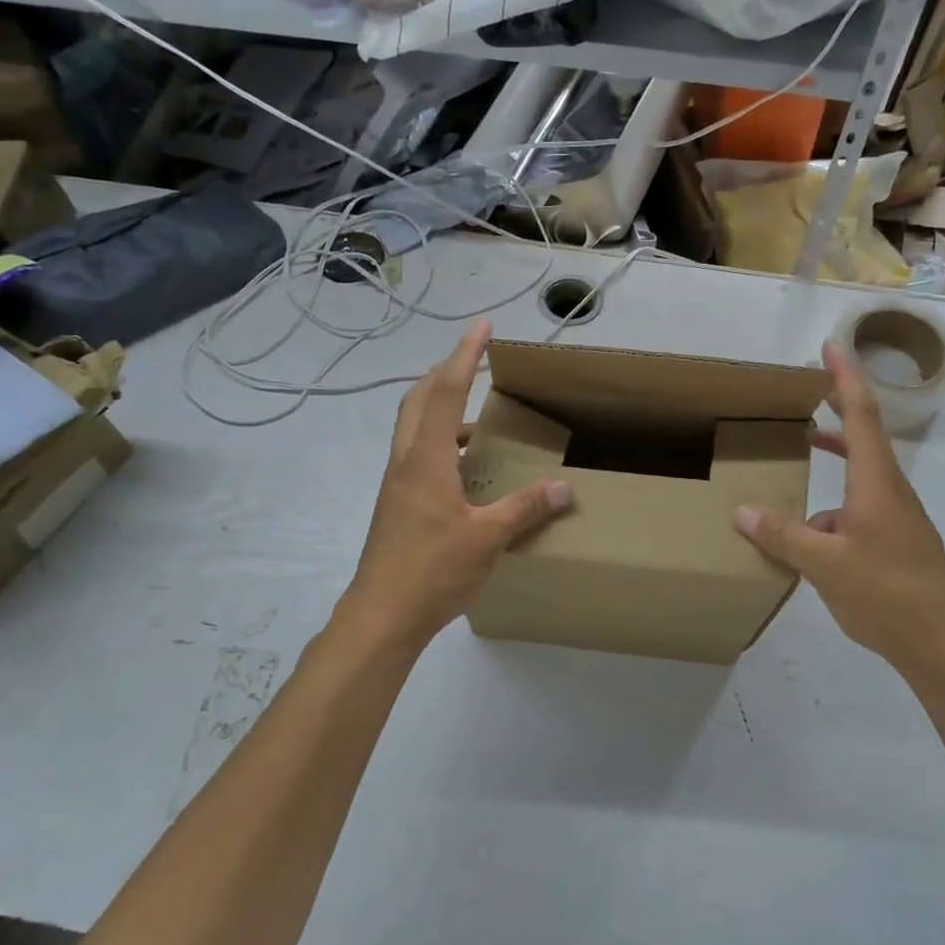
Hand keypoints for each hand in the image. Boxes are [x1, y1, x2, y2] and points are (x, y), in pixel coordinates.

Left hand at [336, 323, 572, 655]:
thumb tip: (564, 487)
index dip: (466, 356)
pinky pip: (417, 453)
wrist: (380, 617)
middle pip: (420, 399)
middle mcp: (406, 461)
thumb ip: (525, 509)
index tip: (482, 327)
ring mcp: (396, 483)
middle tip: (476, 362)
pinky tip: (465, 467)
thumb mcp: (487, 539)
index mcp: (426, 459)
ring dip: (441, 407)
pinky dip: (440, 441)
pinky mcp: (396, 504)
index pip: (447, 392)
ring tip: (479, 417)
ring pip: (414, 426)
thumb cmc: (432, 572)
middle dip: (447, 372)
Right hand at [732, 341, 944, 678]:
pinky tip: (809, 533)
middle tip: (811, 386)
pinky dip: (833, 501)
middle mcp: (889, 491)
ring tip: (804, 447)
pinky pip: (859, 506)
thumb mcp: (824, 563)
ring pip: (860, 473)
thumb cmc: (886, 593)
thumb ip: (782, 536)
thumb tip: (742, 511)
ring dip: (836, 453)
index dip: (844, 377)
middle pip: (864, 435)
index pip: (860, 415)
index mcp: (876, 483)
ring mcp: (896, 517)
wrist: (943, 643)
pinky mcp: (895, 541)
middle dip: (840, 405)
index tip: (829, 347)